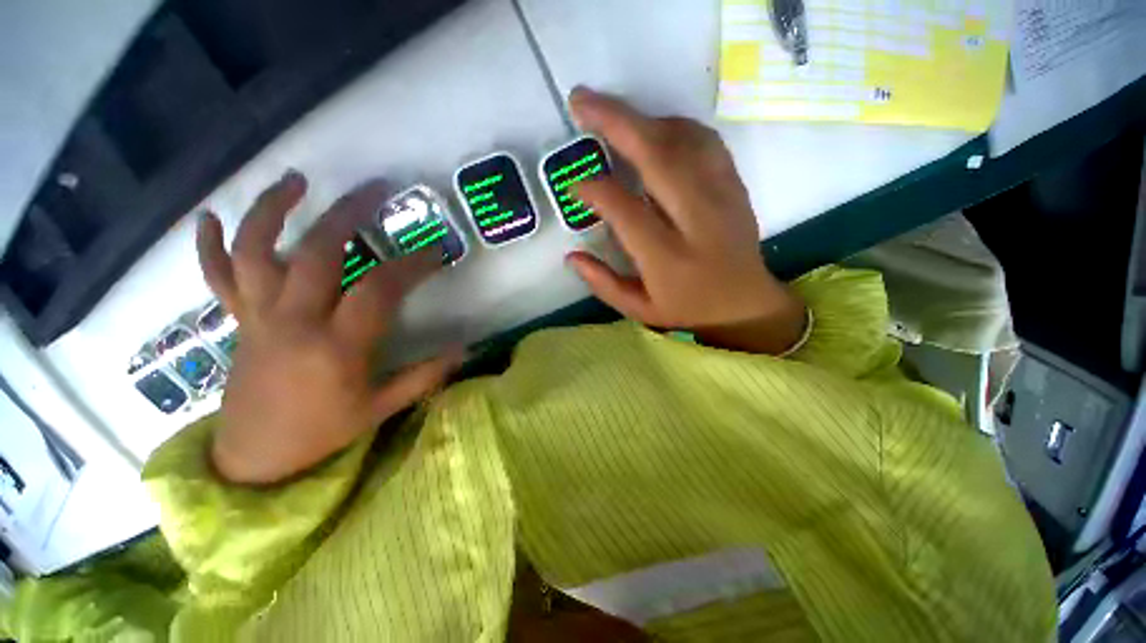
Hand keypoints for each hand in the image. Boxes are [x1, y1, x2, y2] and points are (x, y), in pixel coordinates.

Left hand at [197, 171, 461, 484]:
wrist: (254, 457)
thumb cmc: (322, 433)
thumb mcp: (381, 409)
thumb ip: (426, 376)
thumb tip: (465, 349)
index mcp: (337, 347)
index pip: (380, 290)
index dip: (413, 265)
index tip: (437, 251)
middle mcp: (294, 321)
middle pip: (318, 253)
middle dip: (349, 214)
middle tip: (375, 189)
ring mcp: (259, 317)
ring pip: (257, 251)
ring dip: (274, 210)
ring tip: (296, 180)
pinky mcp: (238, 321)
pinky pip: (217, 277)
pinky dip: (209, 244)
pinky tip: (210, 215)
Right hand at [565, 88, 806, 354]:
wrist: (745, 304)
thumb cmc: (687, 310)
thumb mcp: (639, 311)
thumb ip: (602, 284)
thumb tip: (571, 255)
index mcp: (669, 259)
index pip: (626, 210)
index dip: (595, 189)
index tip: (575, 184)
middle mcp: (697, 221)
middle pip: (657, 157)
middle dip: (615, 122)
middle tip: (581, 102)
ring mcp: (722, 197)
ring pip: (682, 140)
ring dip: (643, 119)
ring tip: (611, 115)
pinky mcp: (734, 185)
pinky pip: (704, 141)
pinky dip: (674, 126)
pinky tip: (652, 129)